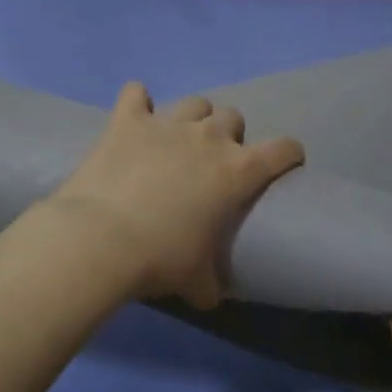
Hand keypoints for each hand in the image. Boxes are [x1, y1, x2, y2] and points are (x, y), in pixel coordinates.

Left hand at [46, 82, 304, 308]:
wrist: (102, 240)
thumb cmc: (161, 259)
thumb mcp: (196, 280)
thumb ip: (209, 283)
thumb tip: (208, 297)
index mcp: (239, 171)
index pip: (283, 149)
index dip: (289, 154)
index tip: (286, 163)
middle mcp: (209, 138)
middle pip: (233, 117)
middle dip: (229, 135)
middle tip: (214, 161)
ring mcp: (168, 124)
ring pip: (195, 103)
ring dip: (193, 118)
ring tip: (179, 140)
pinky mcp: (128, 121)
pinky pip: (135, 94)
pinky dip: (137, 103)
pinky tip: (135, 115)